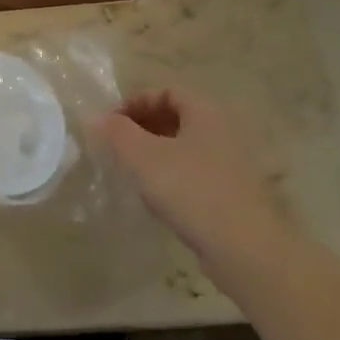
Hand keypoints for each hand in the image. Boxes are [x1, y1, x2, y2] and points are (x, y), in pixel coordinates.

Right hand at [92, 89, 301, 274]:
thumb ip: (116, 133)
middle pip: (177, 118)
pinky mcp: (231, 195)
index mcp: (206, 113)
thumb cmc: (192, 190)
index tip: (110, 123)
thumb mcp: (143, 157)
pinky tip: (155, 199)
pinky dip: (171, 178)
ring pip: (185, 149)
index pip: (167, 91)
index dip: (135, 102)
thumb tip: (94, 117)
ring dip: (154, 154)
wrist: (245, 248)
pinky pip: (194, 175)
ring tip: (129, 173)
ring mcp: (231, 165)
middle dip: (142, 128)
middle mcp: (223, 132)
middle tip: (115, 147)